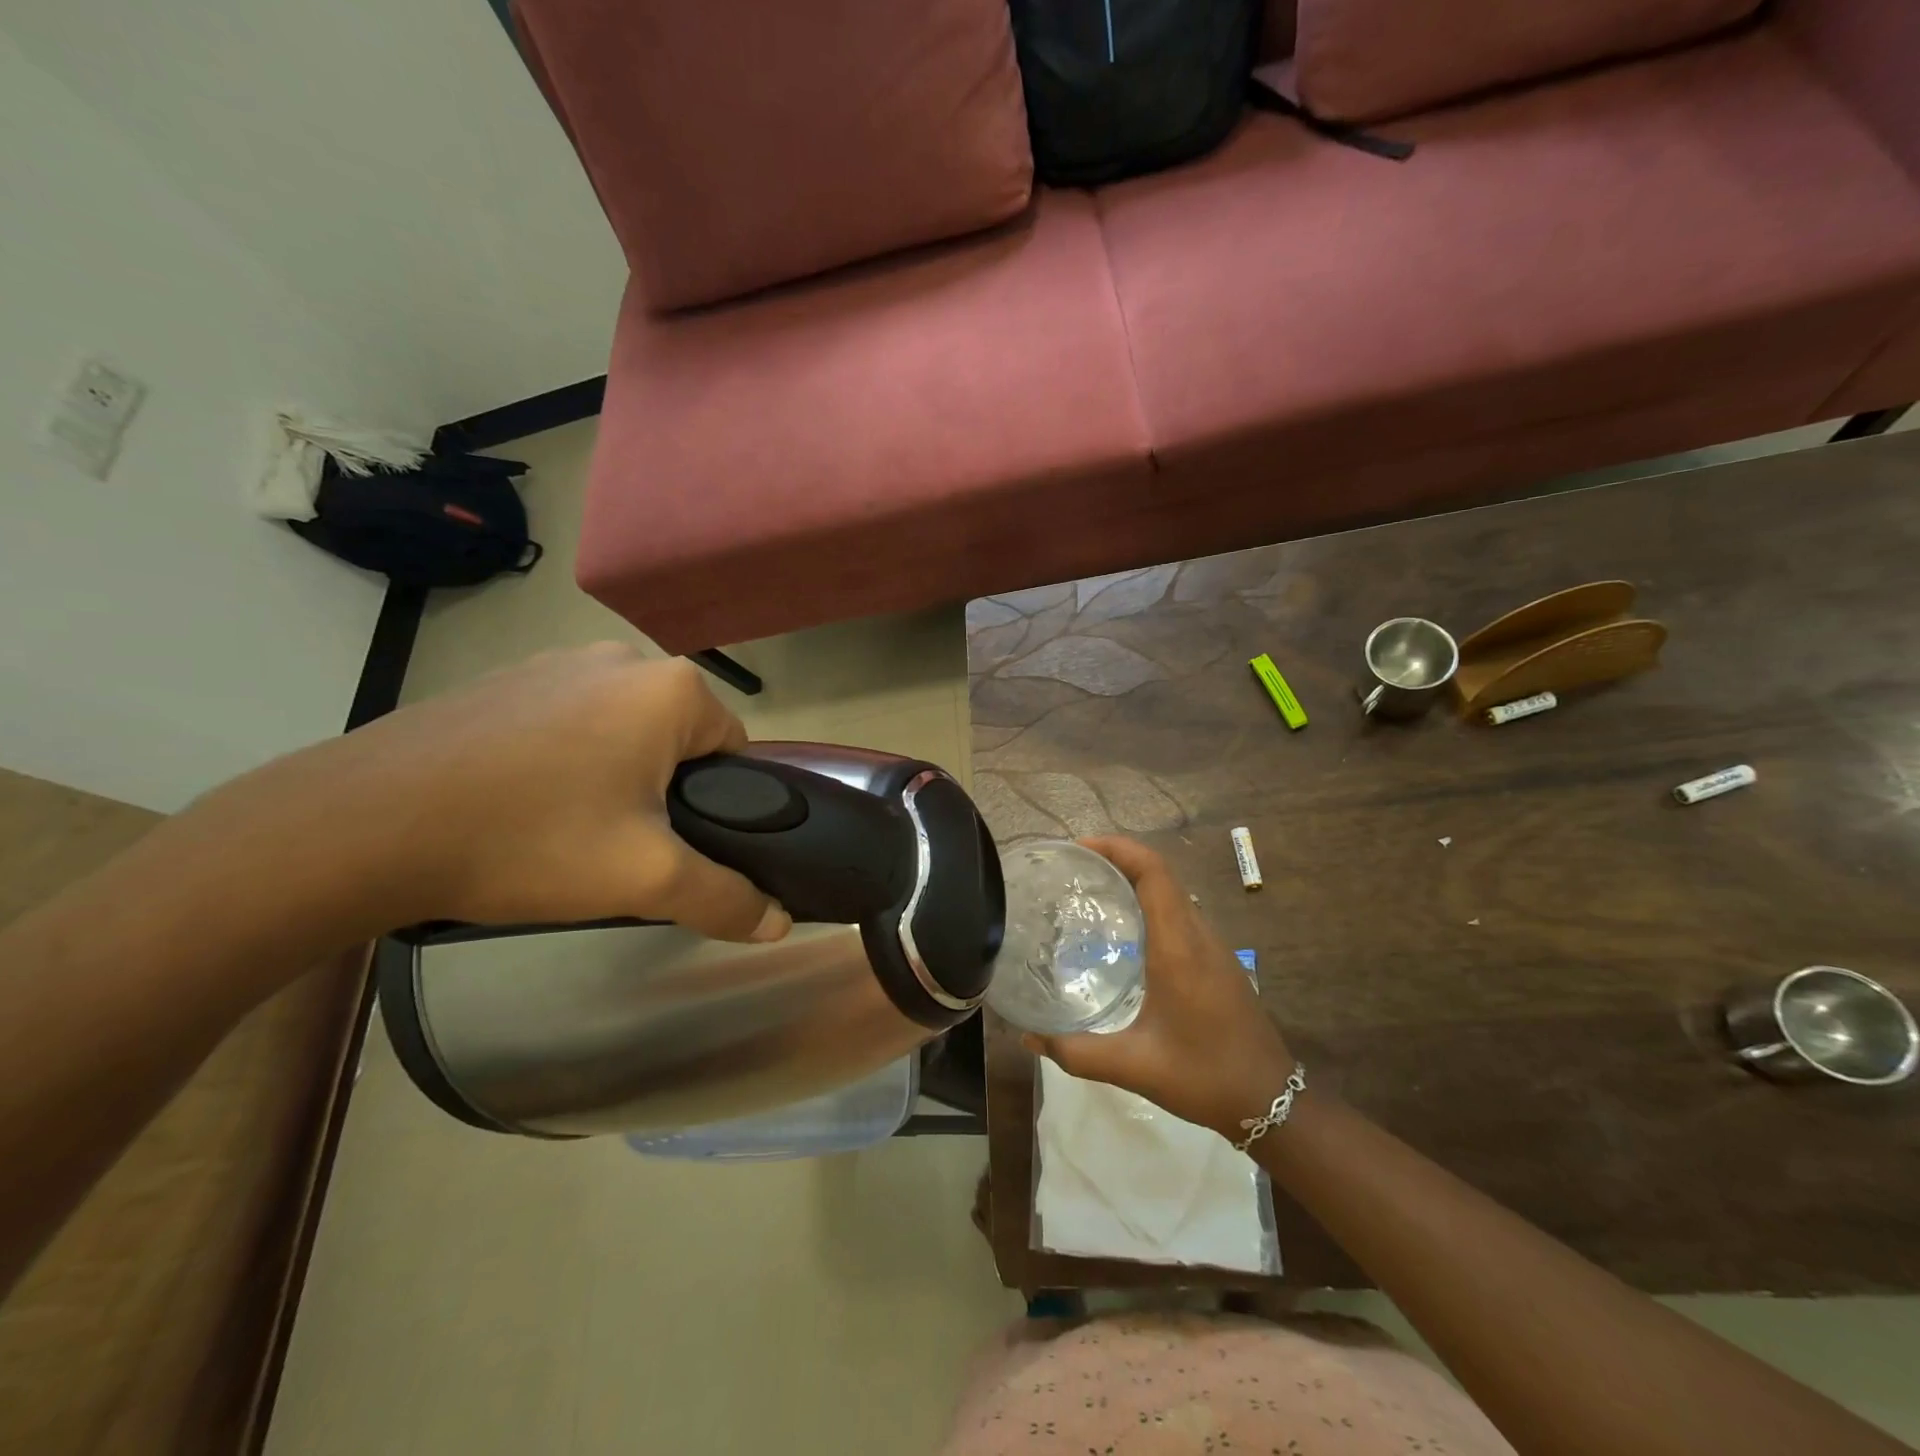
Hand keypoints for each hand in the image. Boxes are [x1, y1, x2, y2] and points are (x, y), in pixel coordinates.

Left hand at [195, 644, 792, 941]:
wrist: (359, 826)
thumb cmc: (528, 839)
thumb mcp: (643, 880)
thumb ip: (724, 898)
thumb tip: (780, 923)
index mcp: (670, 689)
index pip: (734, 749)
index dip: (719, 804)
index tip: (678, 845)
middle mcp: (622, 657)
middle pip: (678, 738)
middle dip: (665, 790)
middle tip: (623, 847)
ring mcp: (555, 660)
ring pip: (622, 729)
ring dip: (615, 773)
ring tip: (567, 829)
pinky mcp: (504, 678)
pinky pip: (568, 720)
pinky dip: (564, 758)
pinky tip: (520, 803)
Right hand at [1023, 836, 1294, 1140]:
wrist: (1273, 1103)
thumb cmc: (1204, 1076)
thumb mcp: (1134, 1066)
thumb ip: (1076, 1053)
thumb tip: (1029, 1037)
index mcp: (1178, 946)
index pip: (1153, 872)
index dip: (1117, 848)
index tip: (1079, 848)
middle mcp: (1198, 935)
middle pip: (1161, 874)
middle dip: (1117, 859)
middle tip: (1073, 871)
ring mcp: (1213, 947)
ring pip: (1172, 893)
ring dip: (1135, 880)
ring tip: (1091, 894)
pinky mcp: (1217, 962)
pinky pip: (1180, 914)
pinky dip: (1149, 904)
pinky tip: (1123, 935)